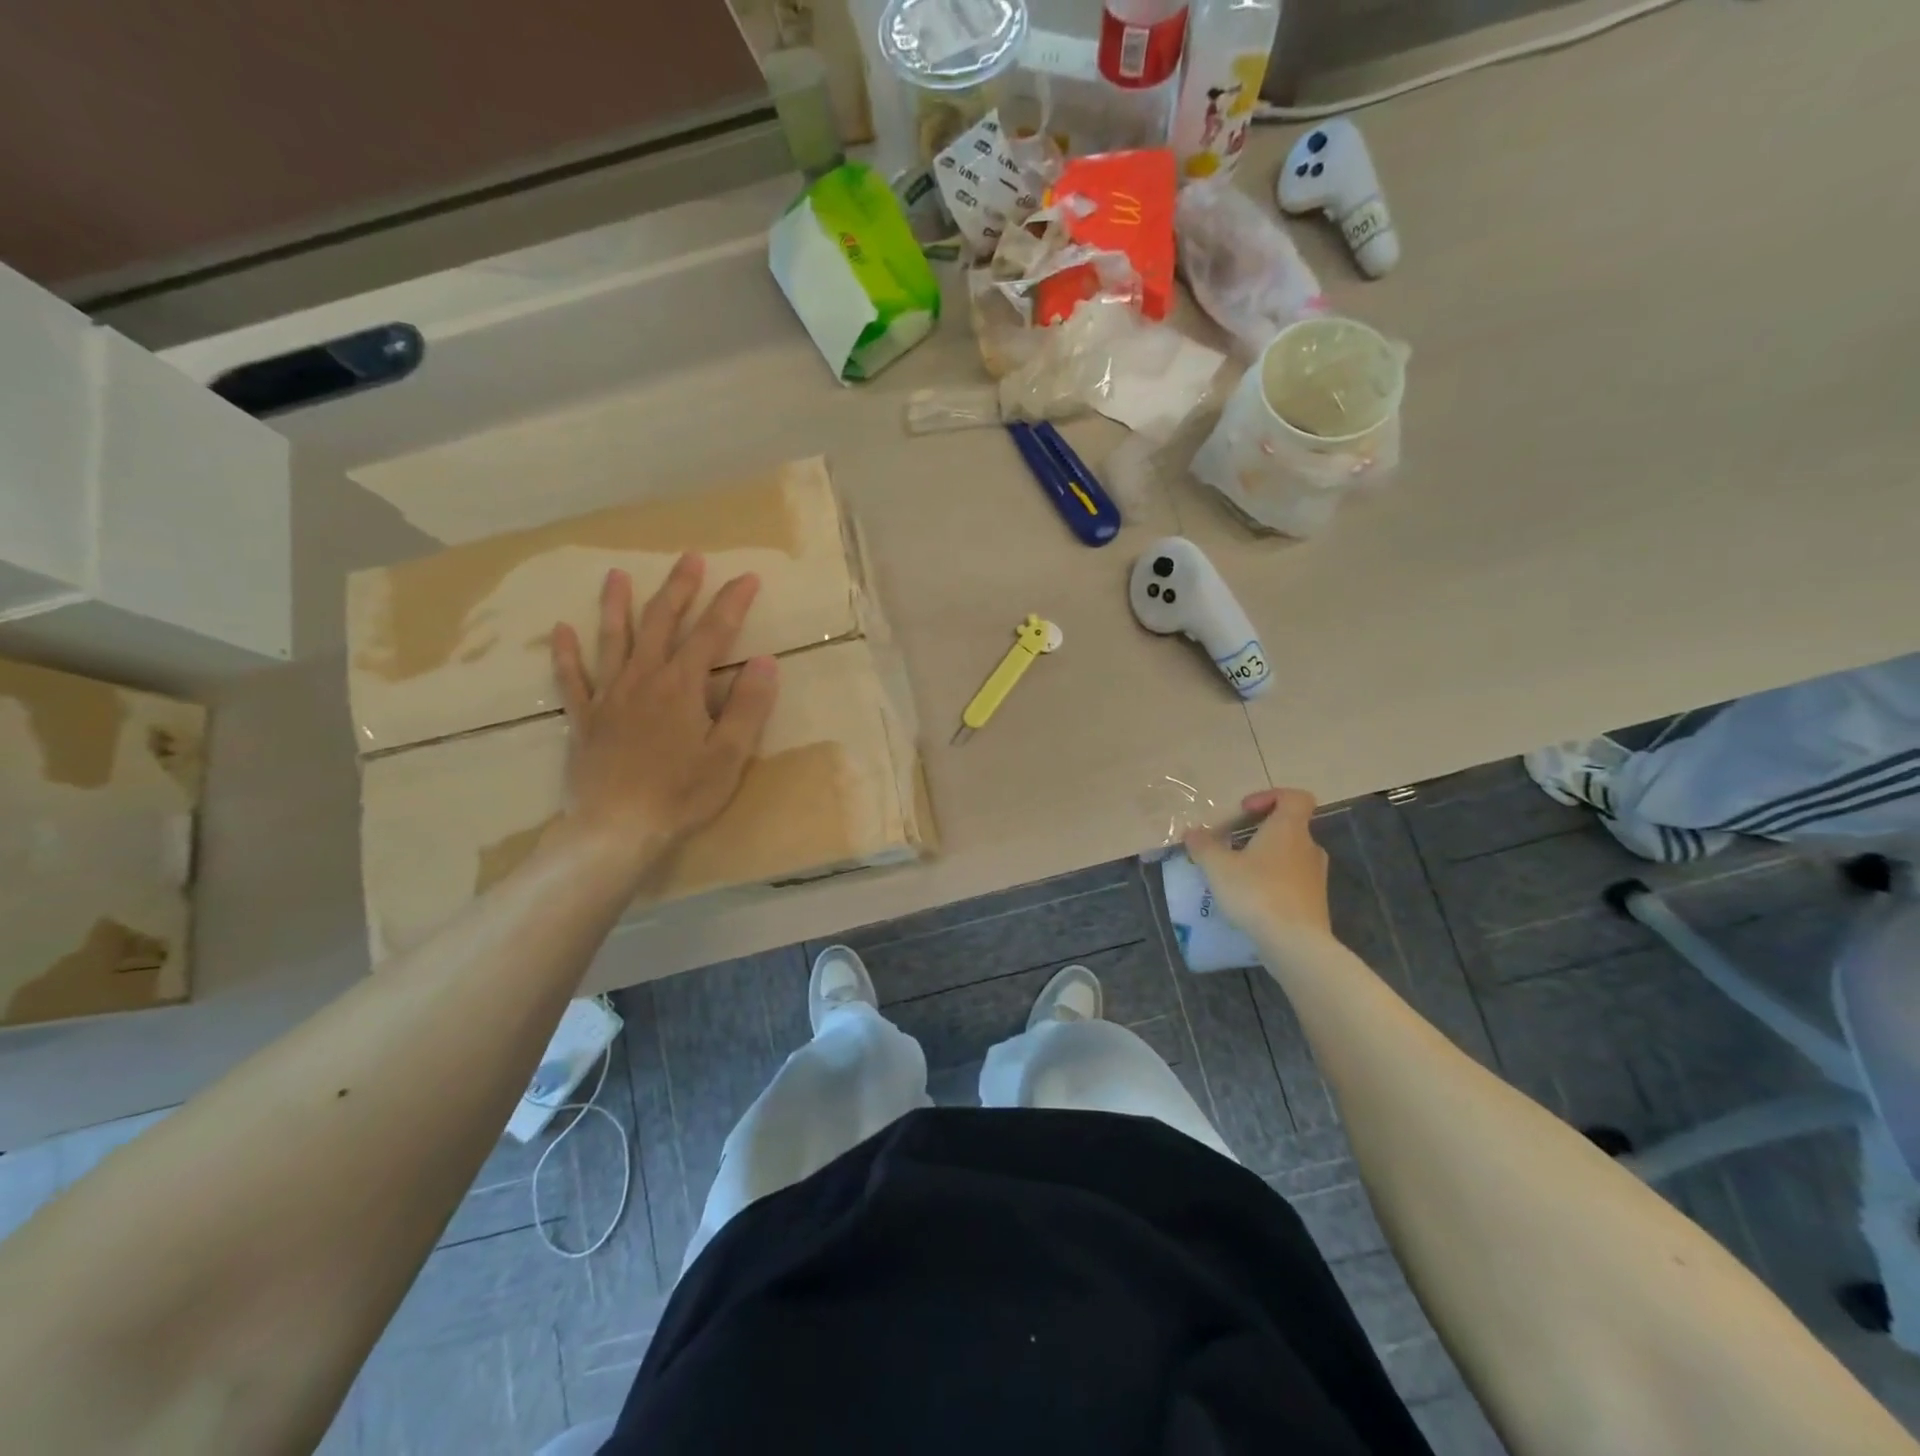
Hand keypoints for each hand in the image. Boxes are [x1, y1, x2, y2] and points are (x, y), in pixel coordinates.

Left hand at [548, 555, 778, 880]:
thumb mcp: (729, 755)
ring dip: (617, 606)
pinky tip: (560, 631)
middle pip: (661, 623)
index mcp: (682, 686)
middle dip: (678, 589)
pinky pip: (572, 679)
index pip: (712, 634)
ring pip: (613, 640)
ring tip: (616, 576)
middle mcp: (644, 679)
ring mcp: (609, 696)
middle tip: (689, 558)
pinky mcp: (584, 719)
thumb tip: (765, 661)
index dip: (731, 603)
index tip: (747, 577)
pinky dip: (565, 654)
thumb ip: (748, 706)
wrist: (616, 829)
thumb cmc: (681, 794)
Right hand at [1183, 788, 1332, 945]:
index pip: (1295, 797)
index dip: (1271, 797)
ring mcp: (1316, 876)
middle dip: (1261, 832)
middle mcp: (1308, 847)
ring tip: (1239, 876)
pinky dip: (1274, 883)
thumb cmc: (1257, 892)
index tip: (1246, 811)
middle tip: (1234, 845)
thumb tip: (1192, 832)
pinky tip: (1252, 901)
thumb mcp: (1218, 867)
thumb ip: (1203, 846)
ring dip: (1267, 859)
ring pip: (1291, 856)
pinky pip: (1293, 882)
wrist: (1295, 943)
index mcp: (1289, 829)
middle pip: (1290, 827)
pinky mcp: (1316, 902)